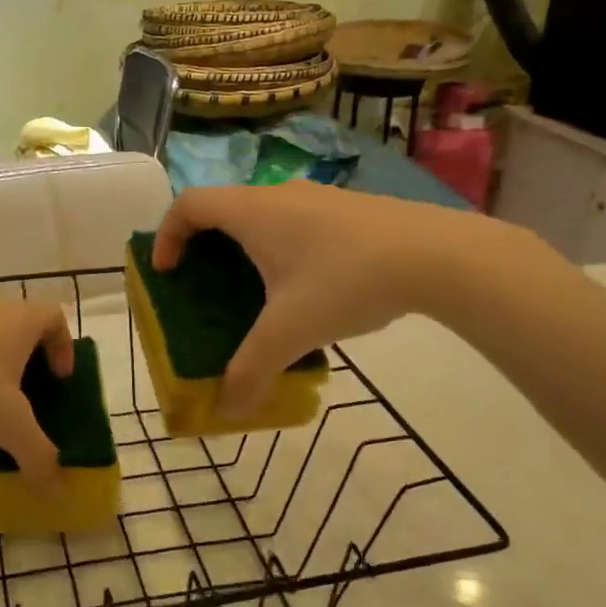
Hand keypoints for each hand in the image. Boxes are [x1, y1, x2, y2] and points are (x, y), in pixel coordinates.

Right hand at [152, 181, 545, 416]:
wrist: (438, 255)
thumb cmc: (346, 281)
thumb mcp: (291, 332)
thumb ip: (252, 371)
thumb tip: (228, 410)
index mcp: (253, 212)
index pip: (189, 204)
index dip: (167, 235)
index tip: (167, 272)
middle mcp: (279, 195)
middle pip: (224, 209)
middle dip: (206, 247)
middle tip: (206, 288)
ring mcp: (319, 198)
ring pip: (265, 216)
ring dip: (249, 249)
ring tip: (257, 295)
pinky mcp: (351, 210)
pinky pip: (298, 224)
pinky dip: (285, 250)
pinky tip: (311, 292)